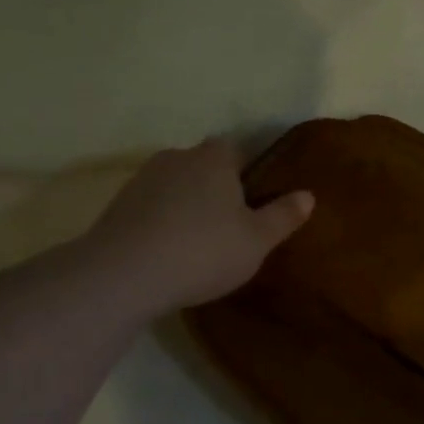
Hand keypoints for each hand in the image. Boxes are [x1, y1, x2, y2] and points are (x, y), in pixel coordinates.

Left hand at [80, 138, 313, 313]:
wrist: (123, 275)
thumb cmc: (204, 251)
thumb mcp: (258, 240)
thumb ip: (284, 215)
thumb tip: (308, 195)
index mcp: (214, 159)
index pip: (235, 149)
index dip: (247, 171)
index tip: (254, 199)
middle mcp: (176, 158)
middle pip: (203, 166)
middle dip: (216, 188)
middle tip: (231, 225)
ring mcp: (141, 181)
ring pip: (175, 186)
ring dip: (187, 206)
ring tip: (199, 242)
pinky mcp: (116, 207)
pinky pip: (151, 207)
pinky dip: (162, 222)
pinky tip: (169, 252)